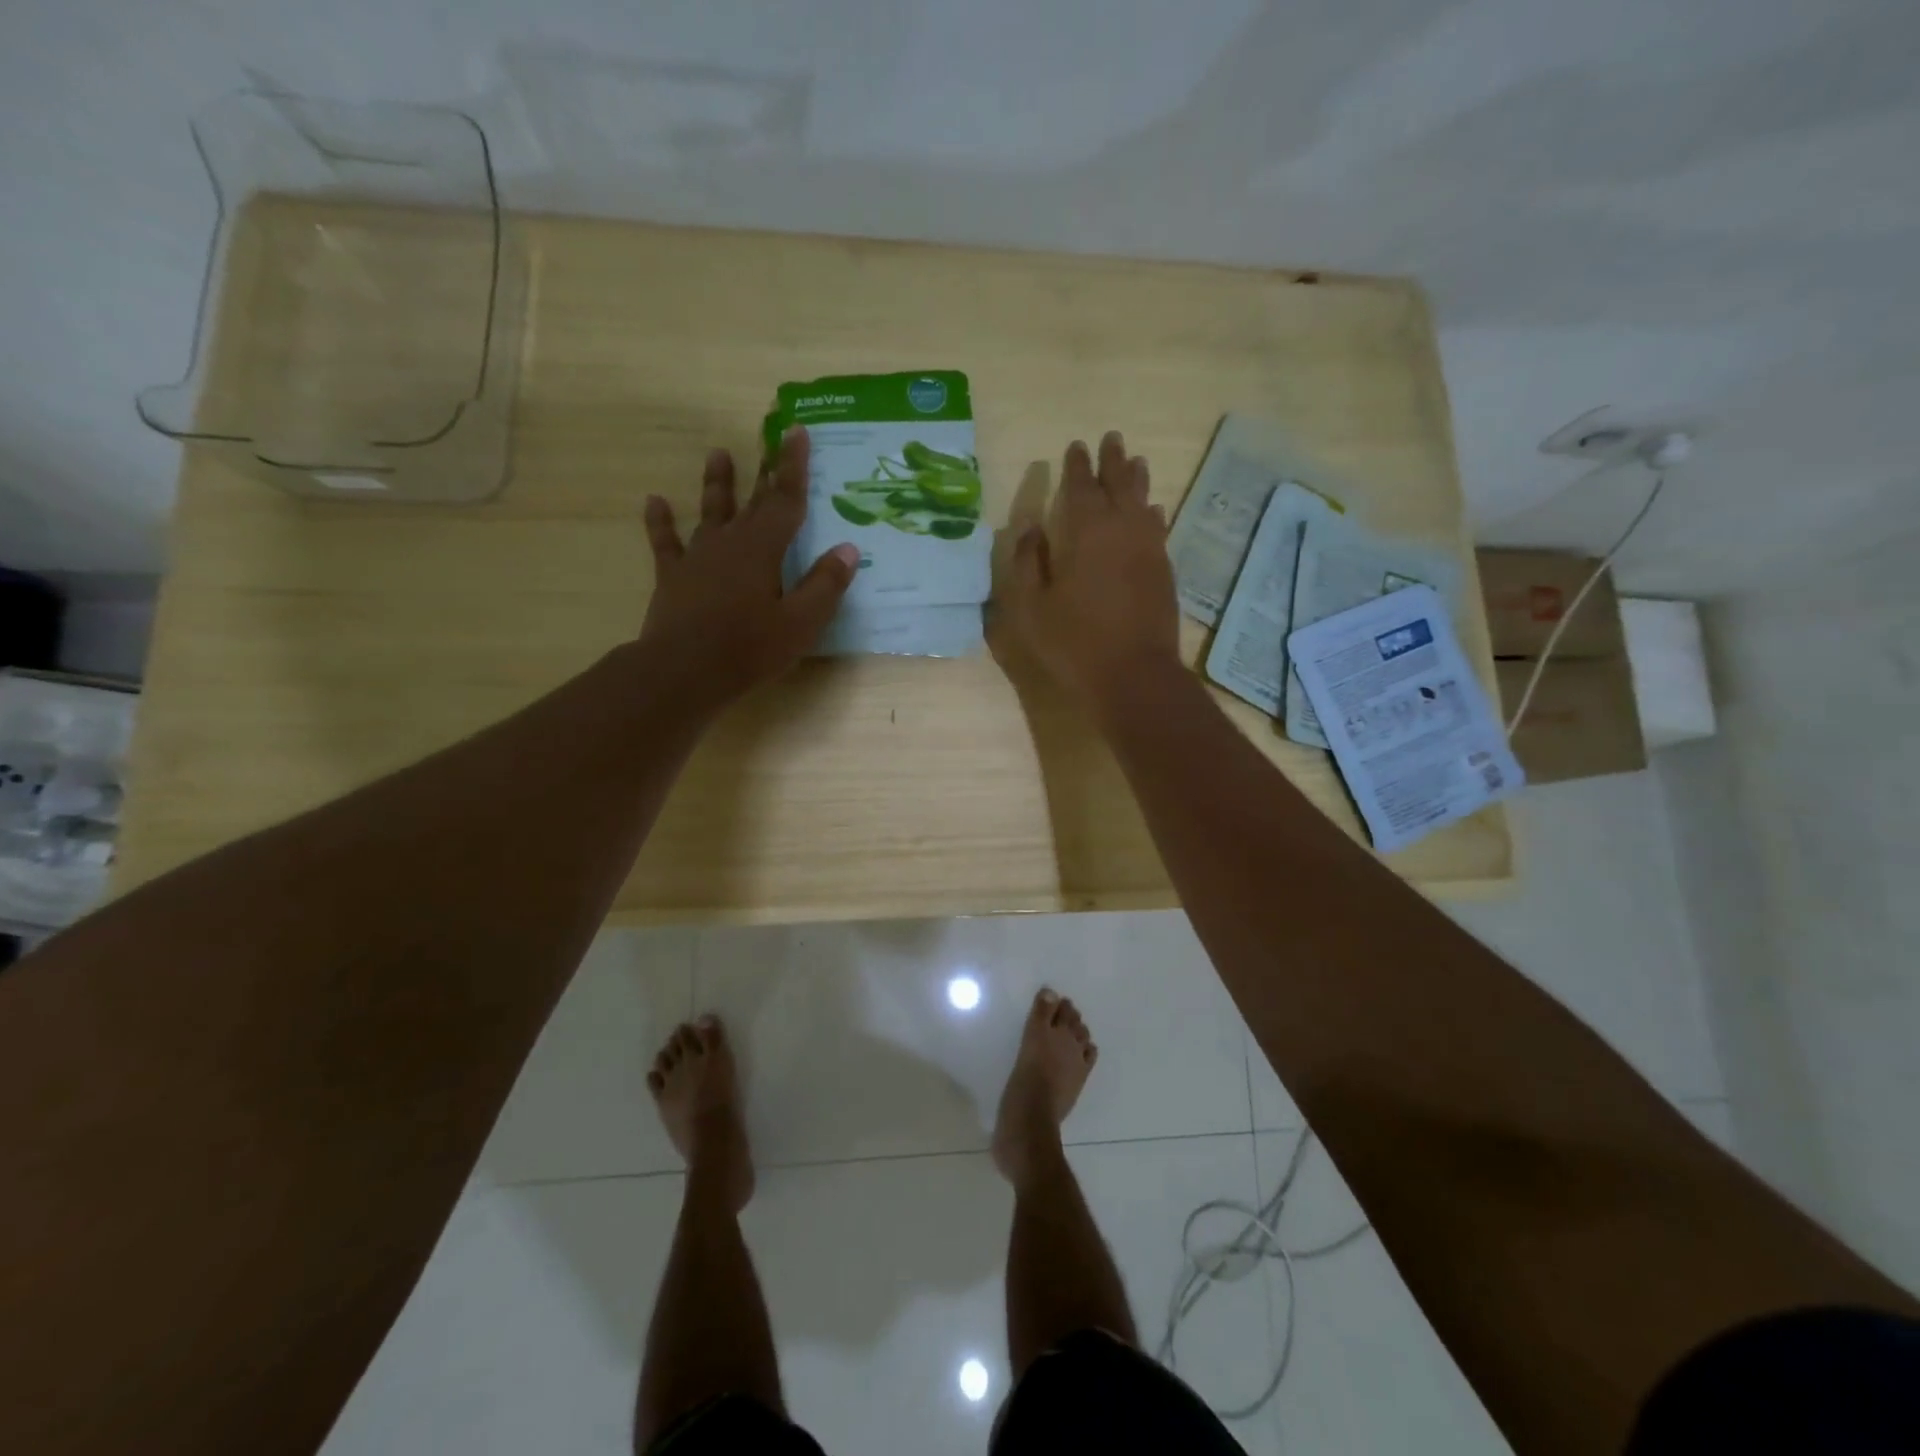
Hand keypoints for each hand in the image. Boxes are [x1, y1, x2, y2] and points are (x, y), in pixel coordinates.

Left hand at [638, 427, 857, 713]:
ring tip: (718, 453)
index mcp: (764, 548)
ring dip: (716, 483)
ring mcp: (698, 556)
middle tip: (769, 437)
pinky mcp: (673, 576)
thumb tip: (849, 549)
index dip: (793, 466)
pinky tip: (654, 501)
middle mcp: (730, 541)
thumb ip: (825, 584)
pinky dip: (660, 522)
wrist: (684, 671)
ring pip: (710, 511)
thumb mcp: (801, 623)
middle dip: (765, 469)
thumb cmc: (749, 648)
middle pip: (753, 500)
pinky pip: (666, 542)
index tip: (796, 431)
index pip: (786, 499)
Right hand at [990, 431, 1180, 718]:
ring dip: (1137, 480)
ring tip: (1136, 462)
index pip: (1081, 486)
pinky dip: (1153, 513)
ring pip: (1144, 502)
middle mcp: (1122, 530)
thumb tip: (1030, 529)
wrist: (1134, 675)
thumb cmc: (1074, 642)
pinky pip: (1158, 528)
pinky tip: (1153, 511)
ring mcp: (1148, 549)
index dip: (1077, 465)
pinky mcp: (1164, 570)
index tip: (1075, 446)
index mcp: (1086, 532)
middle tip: (1111, 439)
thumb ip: (1027, 563)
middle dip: (1113, 460)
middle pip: (1119, 484)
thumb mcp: (1032, 607)